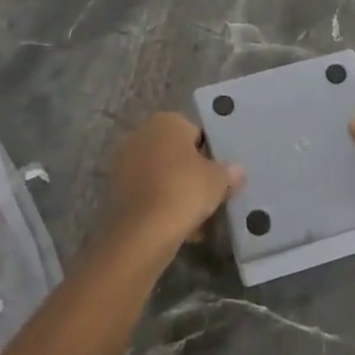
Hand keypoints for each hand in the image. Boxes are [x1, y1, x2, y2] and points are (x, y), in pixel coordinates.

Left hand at [102, 113, 244, 259]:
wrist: (143, 232)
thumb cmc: (184, 191)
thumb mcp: (218, 181)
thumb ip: (230, 172)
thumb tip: (237, 170)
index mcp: (167, 121)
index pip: (197, 133)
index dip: (211, 155)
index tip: (220, 176)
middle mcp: (142, 134)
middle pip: (177, 154)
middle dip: (192, 173)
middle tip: (211, 196)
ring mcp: (126, 162)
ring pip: (163, 176)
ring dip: (178, 192)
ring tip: (198, 218)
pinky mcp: (117, 190)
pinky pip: (149, 194)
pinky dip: (162, 206)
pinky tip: (180, 228)